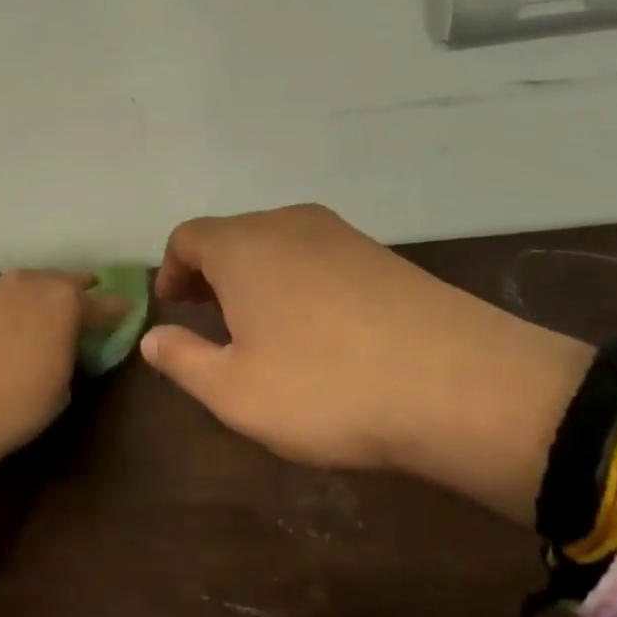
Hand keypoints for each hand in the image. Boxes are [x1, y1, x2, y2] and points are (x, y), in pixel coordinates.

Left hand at [0, 270, 127, 483]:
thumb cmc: (18, 404)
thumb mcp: (62, 386)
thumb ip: (69, 353)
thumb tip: (64, 346)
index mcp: (65, 302)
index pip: (102, 303)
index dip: (115, 309)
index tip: (124, 311)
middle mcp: (30, 283)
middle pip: (61, 281)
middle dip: (74, 291)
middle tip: (82, 302)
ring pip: (23, 284)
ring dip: (35, 295)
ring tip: (37, 312)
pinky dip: (2, 307)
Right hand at [141, 204, 591, 524]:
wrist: (465, 387)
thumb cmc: (326, 388)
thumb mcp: (234, 391)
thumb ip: (182, 360)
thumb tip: (152, 337)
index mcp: (242, 246)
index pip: (187, 238)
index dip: (172, 271)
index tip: (173, 309)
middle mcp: (288, 225)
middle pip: (232, 237)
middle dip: (212, 275)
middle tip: (210, 321)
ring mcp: (343, 235)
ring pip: (278, 246)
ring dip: (256, 279)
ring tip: (262, 329)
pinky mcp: (385, 255)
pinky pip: (320, 259)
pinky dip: (300, 283)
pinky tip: (319, 330)